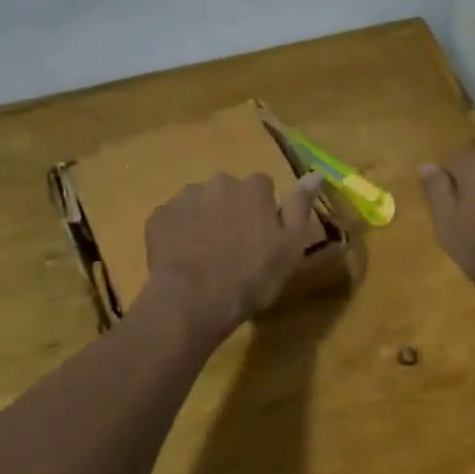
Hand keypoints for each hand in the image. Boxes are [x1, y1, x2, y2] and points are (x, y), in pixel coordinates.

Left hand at [138, 171, 324, 343]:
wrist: (194, 300)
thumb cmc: (252, 276)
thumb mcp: (291, 246)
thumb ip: (301, 206)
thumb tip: (315, 173)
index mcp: (253, 188)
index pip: (263, 186)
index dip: (264, 210)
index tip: (263, 236)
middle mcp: (219, 183)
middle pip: (229, 192)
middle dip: (232, 211)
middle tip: (234, 247)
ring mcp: (184, 198)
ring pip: (200, 203)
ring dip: (205, 220)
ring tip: (207, 255)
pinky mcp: (158, 217)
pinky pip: (174, 219)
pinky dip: (179, 233)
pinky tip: (185, 259)